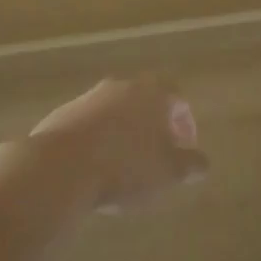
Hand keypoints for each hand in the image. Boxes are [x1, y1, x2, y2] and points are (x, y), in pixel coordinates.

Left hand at [30, 77, 207, 212]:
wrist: (59, 168)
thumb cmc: (126, 167)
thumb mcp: (170, 172)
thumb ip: (191, 165)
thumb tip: (201, 163)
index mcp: (152, 94)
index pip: (178, 99)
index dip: (186, 124)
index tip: (185, 148)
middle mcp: (121, 87)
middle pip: (145, 101)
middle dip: (154, 126)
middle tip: (158, 153)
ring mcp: (88, 99)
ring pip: (115, 112)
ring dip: (125, 133)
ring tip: (126, 164)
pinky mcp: (62, 115)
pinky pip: (89, 125)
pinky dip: (98, 140)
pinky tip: (96, 167)